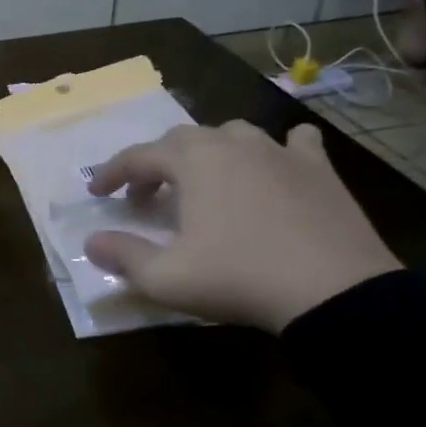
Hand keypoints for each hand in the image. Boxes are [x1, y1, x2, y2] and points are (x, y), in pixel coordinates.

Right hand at [84, 121, 400, 332]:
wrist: (334, 292)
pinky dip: (277, 149)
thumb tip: (91, 242)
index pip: (137, 157)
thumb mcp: (166, 278)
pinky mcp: (319, 168)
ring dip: (209, 153)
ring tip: (204, 182)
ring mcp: (279, 151)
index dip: (111, 173)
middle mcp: (232, 143)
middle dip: (156, 164)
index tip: (97, 194)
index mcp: (192, 161)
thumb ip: (123, 255)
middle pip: (181, 139)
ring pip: (232, 134)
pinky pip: (295, 142)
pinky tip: (277, 165)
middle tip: (147, 198)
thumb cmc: (239, 278)